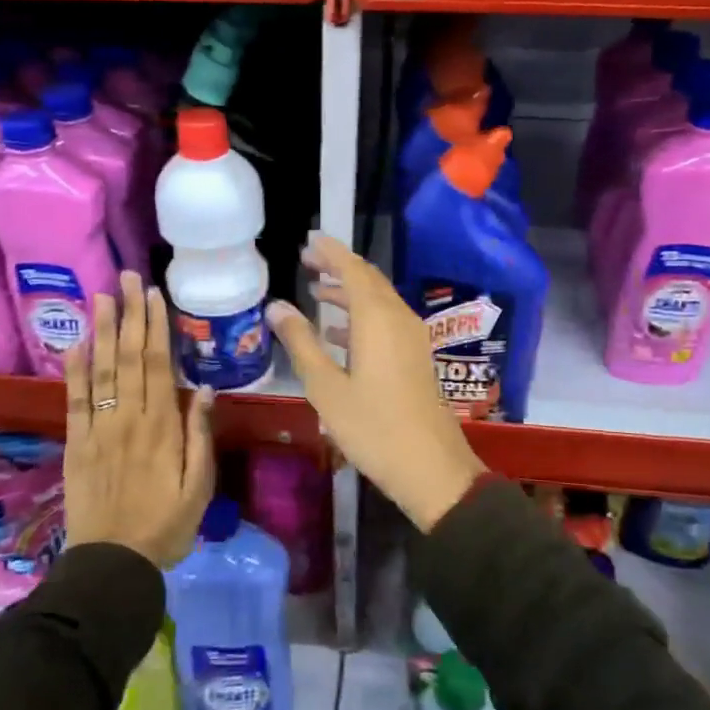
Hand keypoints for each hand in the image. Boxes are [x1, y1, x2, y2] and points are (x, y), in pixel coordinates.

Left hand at [63, 271, 216, 567]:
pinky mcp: (77, 444)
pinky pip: (75, 401)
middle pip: (129, 357)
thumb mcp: (200, 487)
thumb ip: (200, 436)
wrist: (113, 564)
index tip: (154, 295)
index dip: (155, 327)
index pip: (158, 365)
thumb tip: (204, 389)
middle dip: (129, 314)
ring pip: (100, 370)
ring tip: (101, 295)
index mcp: (163, 427)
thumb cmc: (166, 526)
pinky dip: (74, 370)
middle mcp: (129, 419)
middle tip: (128, 277)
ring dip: (101, 330)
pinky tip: (74, 343)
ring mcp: (99, 429)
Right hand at [266, 236, 485, 530]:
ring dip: (348, 292)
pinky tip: (339, 332)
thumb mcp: (326, 388)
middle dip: (338, 267)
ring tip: (316, 291)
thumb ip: (301, 343)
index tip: (308, 239)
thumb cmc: (373, 428)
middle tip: (306, 261)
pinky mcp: (416, 357)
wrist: (432, 469)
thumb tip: (277, 306)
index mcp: (377, 319)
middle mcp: (399, 319)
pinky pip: (386, 321)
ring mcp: (412, 338)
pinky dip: (361, 316)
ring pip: (378, 300)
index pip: (352, 269)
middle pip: (368, 280)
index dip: (330, 251)